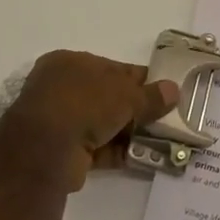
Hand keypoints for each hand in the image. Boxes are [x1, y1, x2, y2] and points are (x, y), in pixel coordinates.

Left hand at [0, 51, 178, 191]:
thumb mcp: (125, 95)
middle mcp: (62, 88)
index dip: (139, 79)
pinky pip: (98, 148)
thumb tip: (174, 90)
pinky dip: (120, 151)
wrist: (45, 149)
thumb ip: (150, 95)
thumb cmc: (84, 103)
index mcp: (70, 63)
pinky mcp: (63, 151)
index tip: (163, 91)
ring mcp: (61, 121)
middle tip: (166, 118)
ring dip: (130, 132)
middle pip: (108, 97)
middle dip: (136, 109)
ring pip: (104, 124)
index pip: (112, 68)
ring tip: (162, 140)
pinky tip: (145, 156)